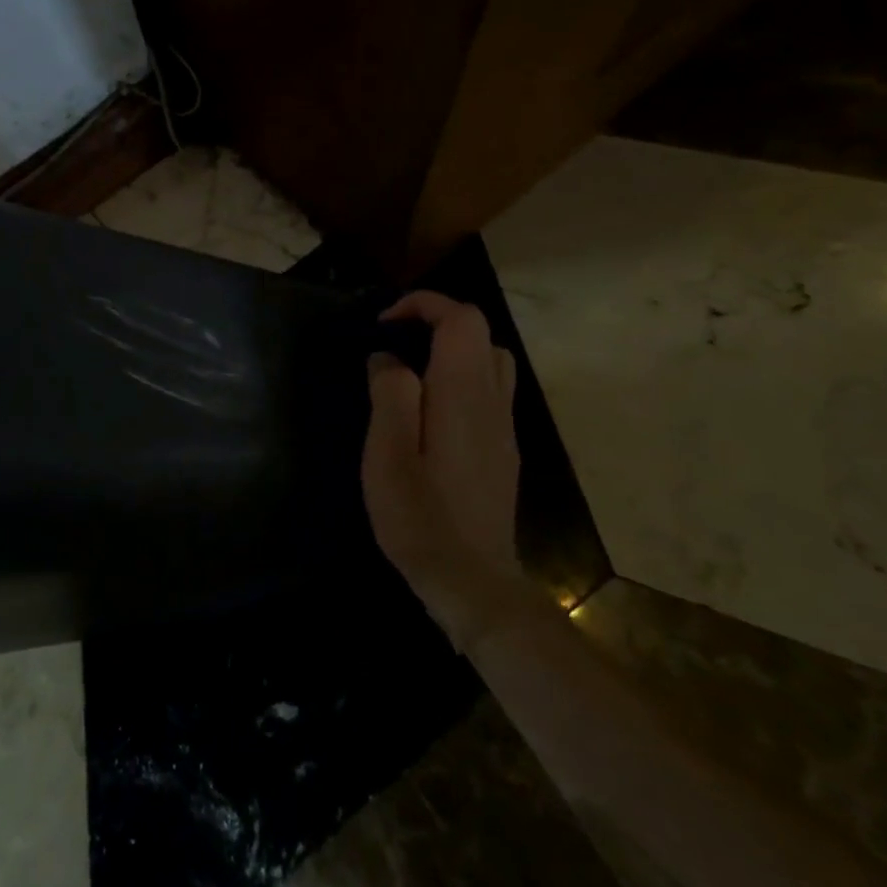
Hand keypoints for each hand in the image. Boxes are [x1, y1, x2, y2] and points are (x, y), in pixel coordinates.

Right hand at [362, 291, 531, 646]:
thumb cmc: (422, 516)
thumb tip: (388, 359)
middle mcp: (492, 401)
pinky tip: (428, 412)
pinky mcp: (501, 449)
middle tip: (392, 345)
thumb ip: (390, 394)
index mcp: (463, 394)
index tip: (383, 324)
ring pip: (489, 361)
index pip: (461, 319)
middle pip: (479, 334)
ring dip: (450, 351)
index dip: (423, 305)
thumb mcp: (388, 453)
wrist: (473, 581)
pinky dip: (459, 378)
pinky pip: (488, 391)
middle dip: (435, 323)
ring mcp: (502, 427)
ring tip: (410, 372)